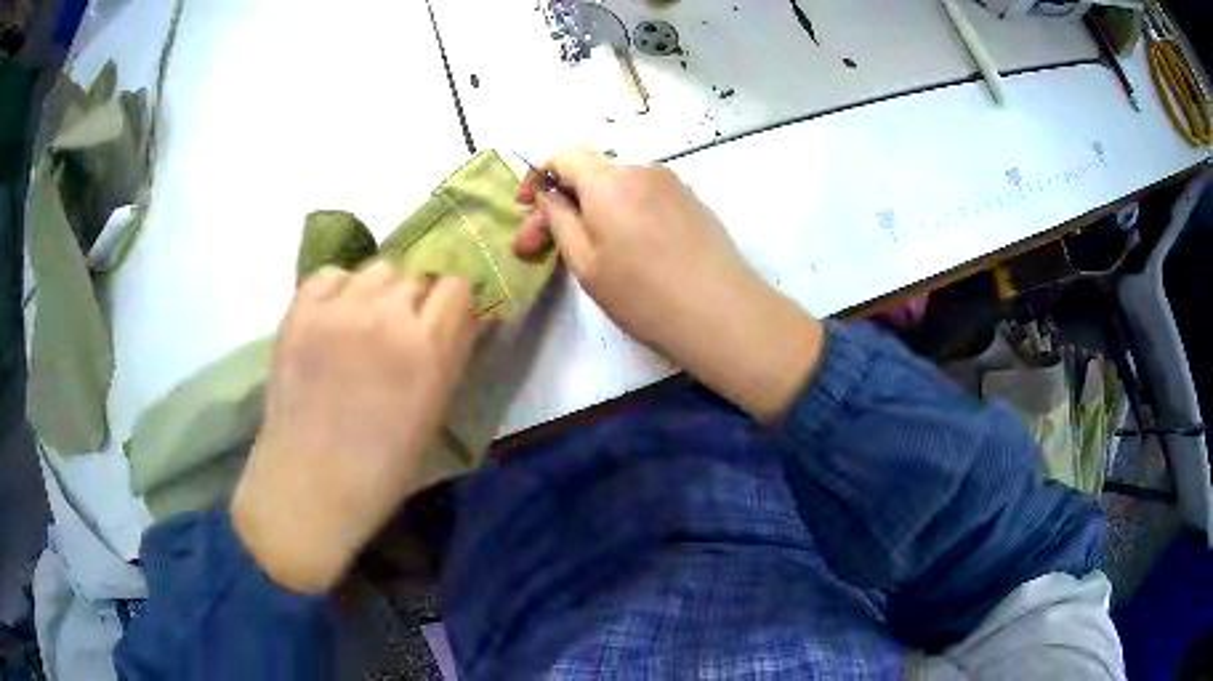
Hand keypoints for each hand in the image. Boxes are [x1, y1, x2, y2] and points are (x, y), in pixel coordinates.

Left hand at [232, 262, 476, 592]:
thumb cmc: (382, 466)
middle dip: (415, 298)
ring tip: (364, 324)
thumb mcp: (434, 411)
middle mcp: (386, 317)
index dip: (452, 300)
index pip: (456, 284)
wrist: (310, 483)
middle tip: (400, 330)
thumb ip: (451, 355)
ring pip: (376, 269)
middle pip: (415, 275)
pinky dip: (339, 289)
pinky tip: (334, 318)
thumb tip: (466, 316)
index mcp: (428, 349)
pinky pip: (332, 274)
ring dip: (379, 292)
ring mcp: (339, 310)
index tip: (444, 317)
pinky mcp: (301, 311)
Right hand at [514, 147, 824, 421]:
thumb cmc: (643, 294)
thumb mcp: (586, 262)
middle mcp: (643, 170)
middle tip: (539, 247)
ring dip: (594, 210)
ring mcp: (674, 185)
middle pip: (592, 173)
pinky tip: (628, 251)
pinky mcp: (693, 203)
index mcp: (610, 179)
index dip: (539, 175)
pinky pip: (646, 198)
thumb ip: (559, 219)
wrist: (722, 313)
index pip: (564, 154)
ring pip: (619, 187)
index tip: (528, 206)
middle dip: (562, 203)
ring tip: (588, 253)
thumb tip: (549, 194)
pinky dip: (625, 215)